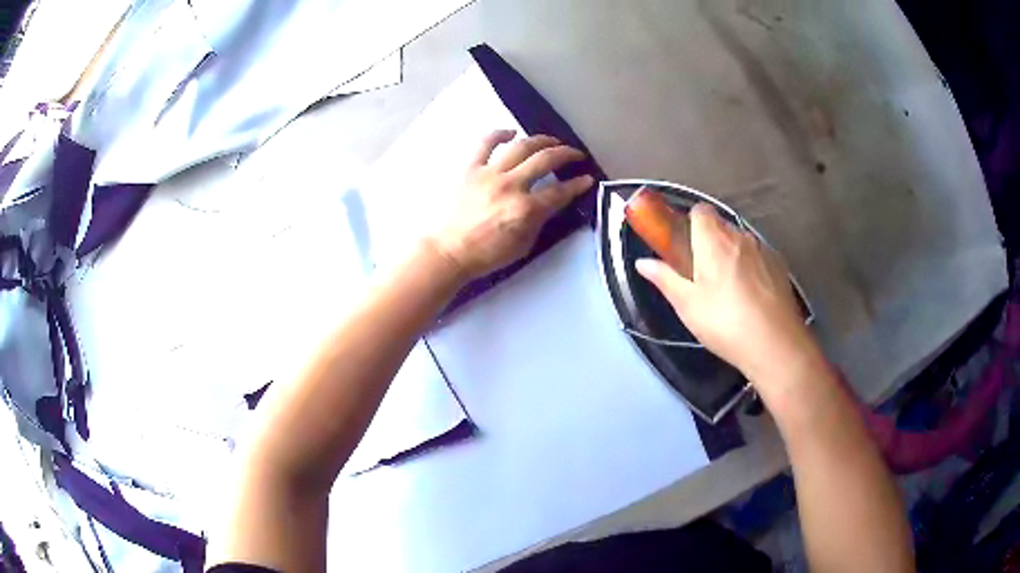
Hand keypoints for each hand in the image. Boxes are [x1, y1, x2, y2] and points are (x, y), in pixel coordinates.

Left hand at [429, 130, 593, 280]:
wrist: (447, 252)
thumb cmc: (486, 255)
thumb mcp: (523, 245)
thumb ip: (538, 221)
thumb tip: (548, 203)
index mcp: (526, 209)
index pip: (561, 192)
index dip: (578, 185)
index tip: (587, 179)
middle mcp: (511, 186)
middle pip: (545, 160)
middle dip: (566, 154)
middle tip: (575, 154)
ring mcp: (489, 173)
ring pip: (521, 146)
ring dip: (541, 140)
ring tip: (551, 141)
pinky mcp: (470, 168)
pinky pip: (485, 143)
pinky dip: (499, 134)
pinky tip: (511, 133)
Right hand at [635, 203, 819, 390]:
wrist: (776, 345)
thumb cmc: (725, 323)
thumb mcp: (687, 305)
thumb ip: (665, 279)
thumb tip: (642, 263)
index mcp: (714, 241)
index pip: (700, 210)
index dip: (689, 222)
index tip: (683, 244)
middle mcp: (741, 237)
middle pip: (721, 226)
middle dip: (709, 241)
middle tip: (700, 273)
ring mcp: (764, 251)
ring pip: (741, 242)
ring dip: (731, 255)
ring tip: (727, 289)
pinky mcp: (780, 267)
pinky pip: (758, 257)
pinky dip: (750, 267)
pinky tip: (750, 297)